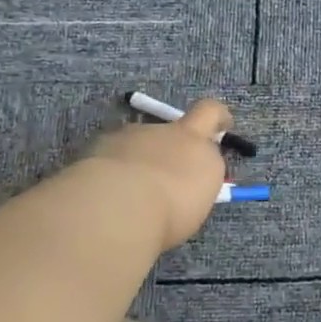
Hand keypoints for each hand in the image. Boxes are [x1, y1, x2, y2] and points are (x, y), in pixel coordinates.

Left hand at [90, 98, 232, 250]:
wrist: (119, 205)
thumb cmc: (170, 209)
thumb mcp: (197, 200)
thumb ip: (195, 182)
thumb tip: (187, 181)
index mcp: (196, 142)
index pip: (211, 112)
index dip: (216, 117)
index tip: (221, 126)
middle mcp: (165, 132)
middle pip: (172, 132)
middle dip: (170, 150)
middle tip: (164, 180)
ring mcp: (131, 134)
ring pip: (139, 142)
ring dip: (139, 159)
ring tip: (129, 191)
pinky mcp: (99, 144)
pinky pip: (112, 153)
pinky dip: (112, 167)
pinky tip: (106, 192)